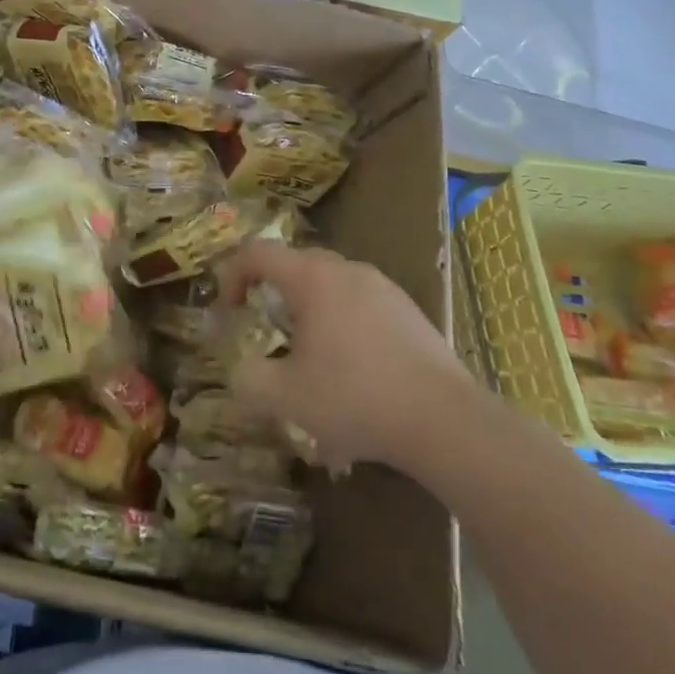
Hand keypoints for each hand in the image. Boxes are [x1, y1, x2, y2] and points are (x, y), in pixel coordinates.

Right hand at [217, 241, 467, 473]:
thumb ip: (248, 379)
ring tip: (311, 355)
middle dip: (272, 292)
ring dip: (310, 309)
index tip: (229, 311)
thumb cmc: (355, 398)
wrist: (444, 419)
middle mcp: (346, 269)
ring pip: (331, 283)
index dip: (232, 275)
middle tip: (267, 331)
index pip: (257, 253)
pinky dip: (343, 322)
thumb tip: (238, 370)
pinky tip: (354, 369)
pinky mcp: (408, 309)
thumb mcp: (286, 397)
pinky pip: (360, 302)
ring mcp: (382, 286)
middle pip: (295, 264)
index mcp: (312, 277)